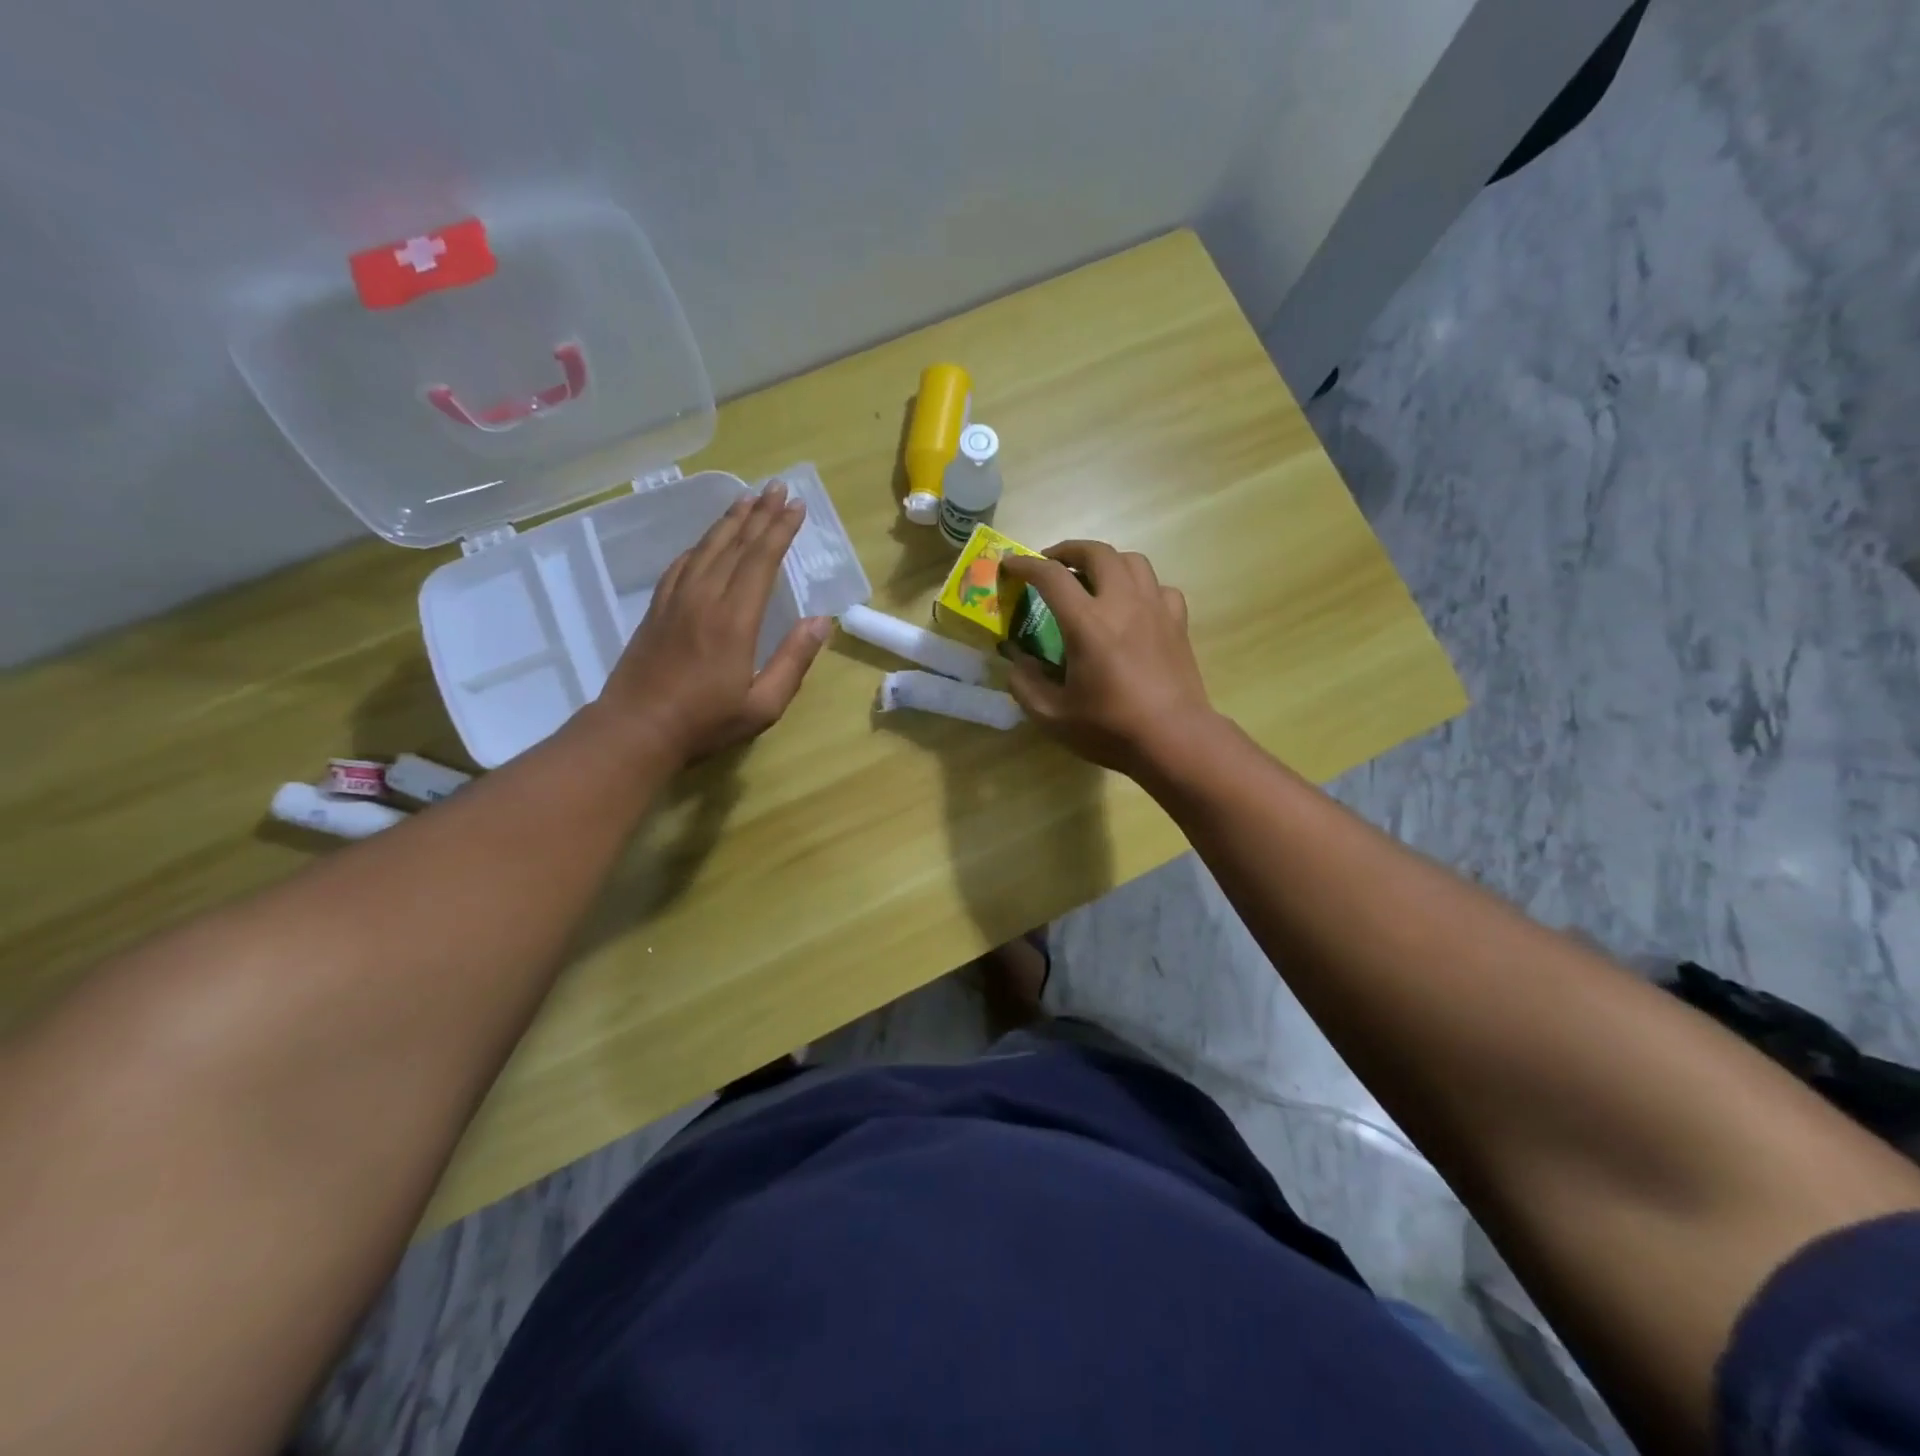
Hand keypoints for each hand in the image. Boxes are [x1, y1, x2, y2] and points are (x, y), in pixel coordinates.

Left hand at [594, 480, 832, 764]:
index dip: (780, 530)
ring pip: (706, 548)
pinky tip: (706, 540)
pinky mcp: (657, 609)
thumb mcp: (763, 704)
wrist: (635, 730)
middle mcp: (704, 598)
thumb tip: (821, 622)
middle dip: (759, 513)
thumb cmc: (705, 722)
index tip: (797, 506)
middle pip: (735, 544)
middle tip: (777, 487)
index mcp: (734, 619)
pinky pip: (681, 565)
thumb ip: (793, 661)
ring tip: (747, 499)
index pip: (761, 561)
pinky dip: (700, 545)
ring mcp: (676, 600)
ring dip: (729, 520)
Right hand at [999, 541, 1216, 776]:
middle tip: (1051, 563)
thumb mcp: (1053, 716)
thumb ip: (1026, 685)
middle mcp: (1122, 603)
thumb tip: (1017, 662)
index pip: (1051, 576)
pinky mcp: (1177, 622)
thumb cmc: (1111, 728)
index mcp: (1087, 623)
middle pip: (1097, 552)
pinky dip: (1140, 586)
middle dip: (1068, 550)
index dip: (1025, 565)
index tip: (1010, 565)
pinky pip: (1159, 587)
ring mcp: (1155, 608)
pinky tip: (1133, 605)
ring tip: (1092, 578)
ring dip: (1106, 561)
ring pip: (1132, 561)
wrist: (1175, 739)